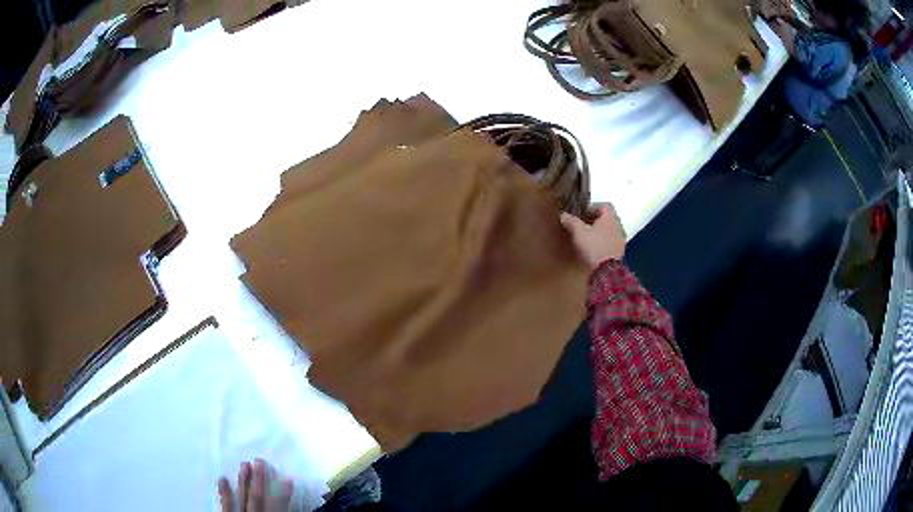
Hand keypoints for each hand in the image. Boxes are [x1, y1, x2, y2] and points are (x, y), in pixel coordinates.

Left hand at [218, 459, 294, 511]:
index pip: (277, 507)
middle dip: (258, 479)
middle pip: (256, 498)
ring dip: (242, 481)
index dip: (283, 494)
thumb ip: (282, 511)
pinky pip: (225, 504)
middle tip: (259, 460)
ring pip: (241, 498)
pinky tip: (222, 478)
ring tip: (244, 463)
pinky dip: (224, 492)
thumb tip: (295, 505)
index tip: (288, 479)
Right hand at [560, 204, 625, 268]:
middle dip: (595, 220)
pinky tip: (594, 249)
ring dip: (600, 232)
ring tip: (587, 238)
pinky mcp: (620, 253)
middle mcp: (618, 226)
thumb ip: (571, 221)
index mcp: (610, 217)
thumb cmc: (594, 246)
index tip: (582, 212)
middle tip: (583, 225)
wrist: (607, 271)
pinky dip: (603, 242)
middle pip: (607, 218)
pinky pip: (611, 242)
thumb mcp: (578, 232)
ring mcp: (620, 240)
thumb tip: (563, 215)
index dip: (592, 207)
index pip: (604, 205)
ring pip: (609, 231)